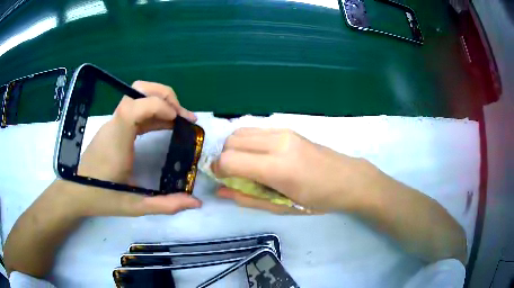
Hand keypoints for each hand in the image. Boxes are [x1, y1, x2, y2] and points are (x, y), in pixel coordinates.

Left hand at [72, 80, 201, 216]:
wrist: (75, 192)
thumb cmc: (100, 198)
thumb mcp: (134, 206)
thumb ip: (165, 204)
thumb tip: (196, 202)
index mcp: (117, 140)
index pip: (134, 107)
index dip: (158, 105)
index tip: (178, 120)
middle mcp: (114, 125)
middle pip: (138, 90)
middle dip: (165, 96)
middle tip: (182, 116)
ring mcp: (113, 124)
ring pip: (138, 96)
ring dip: (161, 102)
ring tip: (179, 120)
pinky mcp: (114, 127)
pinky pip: (136, 110)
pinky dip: (154, 112)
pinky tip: (165, 127)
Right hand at [212, 128, 376, 213]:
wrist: (348, 179)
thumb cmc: (318, 200)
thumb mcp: (282, 206)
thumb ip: (247, 198)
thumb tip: (220, 191)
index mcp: (277, 167)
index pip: (230, 159)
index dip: (217, 170)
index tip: (220, 179)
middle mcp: (278, 142)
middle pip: (231, 140)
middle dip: (224, 157)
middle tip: (232, 174)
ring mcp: (283, 132)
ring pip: (241, 131)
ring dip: (234, 148)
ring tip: (245, 165)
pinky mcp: (288, 129)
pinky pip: (256, 131)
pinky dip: (247, 142)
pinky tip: (259, 157)